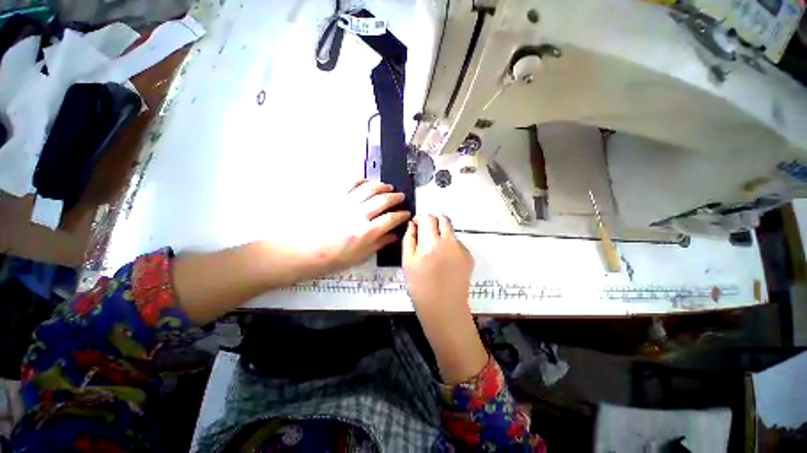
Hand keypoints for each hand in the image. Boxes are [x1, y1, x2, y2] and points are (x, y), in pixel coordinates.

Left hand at [313, 179, 410, 272]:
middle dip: (396, 197)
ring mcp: (346, 203)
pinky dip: (361, 179)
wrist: (304, 251)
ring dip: (382, 186)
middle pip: (383, 200)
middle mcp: (359, 214)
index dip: (402, 215)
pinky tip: (366, 181)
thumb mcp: (360, 256)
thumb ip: (379, 243)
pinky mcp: (334, 197)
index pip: (391, 219)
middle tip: (401, 197)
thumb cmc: (333, 258)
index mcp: (366, 232)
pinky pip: (350, 182)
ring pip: (369, 188)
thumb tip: (395, 235)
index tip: (406, 213)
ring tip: (388, 187)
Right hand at [403, 215, 486, 383]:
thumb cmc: (420, 288)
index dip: (421, 219)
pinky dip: (449, 246)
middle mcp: (449, 242)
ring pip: (451, 231)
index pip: (428, 218)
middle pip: (443, 219)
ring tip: (435, 251)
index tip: (416, 226)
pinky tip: (445, 261)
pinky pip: (457, 243)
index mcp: (431, 243)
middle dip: (433, 222)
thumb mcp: (407, 263)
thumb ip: (409, 239)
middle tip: (426, 235)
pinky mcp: (469, 256)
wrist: (444, 310)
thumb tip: (413, 224)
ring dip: (442, 234)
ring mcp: (461, 249)